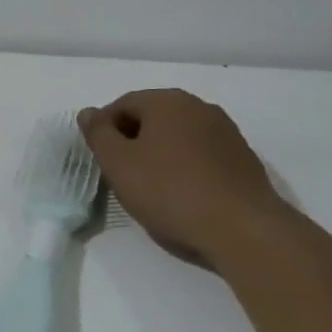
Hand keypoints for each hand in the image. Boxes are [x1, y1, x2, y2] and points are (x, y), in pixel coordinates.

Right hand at [79, 90, 285, 265]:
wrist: (243, 229)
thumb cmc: (170, 191)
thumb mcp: (118, 163)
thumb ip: (98, 134)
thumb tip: (88, 113)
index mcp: (167, 101)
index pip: (123, 104)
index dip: (105, 129)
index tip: (101, 159)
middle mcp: (199, 107)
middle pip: (153, 118)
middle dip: (133, 141)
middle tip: (122, 173)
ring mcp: (226, 132)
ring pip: (178, 137)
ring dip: (160, 154)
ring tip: (152, 188)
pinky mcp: (243, 159)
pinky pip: (202, 155)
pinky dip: (186, 168)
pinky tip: (183, 195)